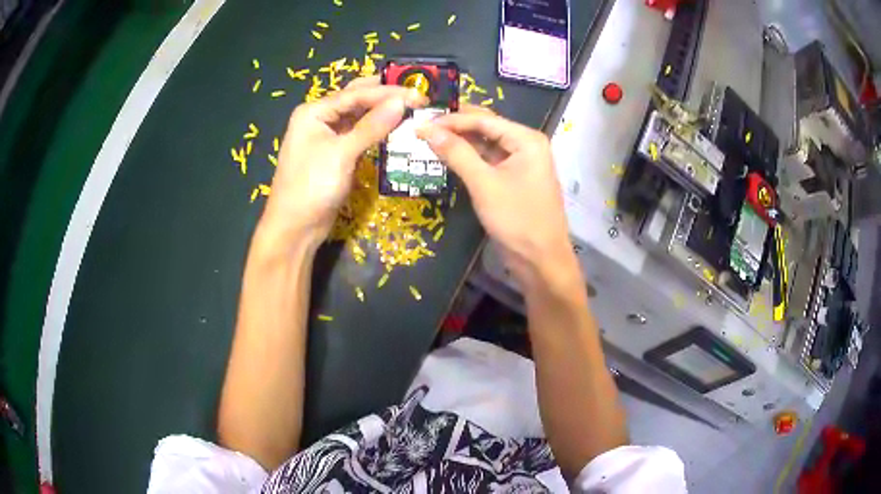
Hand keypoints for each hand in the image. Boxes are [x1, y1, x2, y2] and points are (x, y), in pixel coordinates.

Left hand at [263, 77, 426, 243]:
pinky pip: (359, 135)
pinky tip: (395, 129)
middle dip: (386, 96)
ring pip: (359, 117)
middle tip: (417, 96)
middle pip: (357, 100)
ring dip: (383, 113)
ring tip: (412, 110)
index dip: (388, 92)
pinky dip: (376, 131)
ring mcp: (327, 137)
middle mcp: (320, 119)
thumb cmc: (311, 187)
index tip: (419, 94)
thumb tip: (402, 102)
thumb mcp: (341, 154)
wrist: (295, 228)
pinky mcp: (336, 154)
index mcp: (314, 112)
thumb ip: (372, 126)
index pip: (356, 94)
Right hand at [417, 106, 571, 279]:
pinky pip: (488, 162)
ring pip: (486, 145)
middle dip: (455, 128)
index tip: (421, 123)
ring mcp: (521, 163)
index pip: (484, 120)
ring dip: (460, 143)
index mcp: (526, 139)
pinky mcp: (514, 180)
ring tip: (429, 140)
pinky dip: (469, 159)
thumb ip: (456, 153)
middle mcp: (526, 145)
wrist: (540, 261)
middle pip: (486, 129)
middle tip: (423, 128)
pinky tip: (447, 158)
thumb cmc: (517, 219)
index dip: (451, 120)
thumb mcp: (483, 183)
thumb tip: (426, 129)